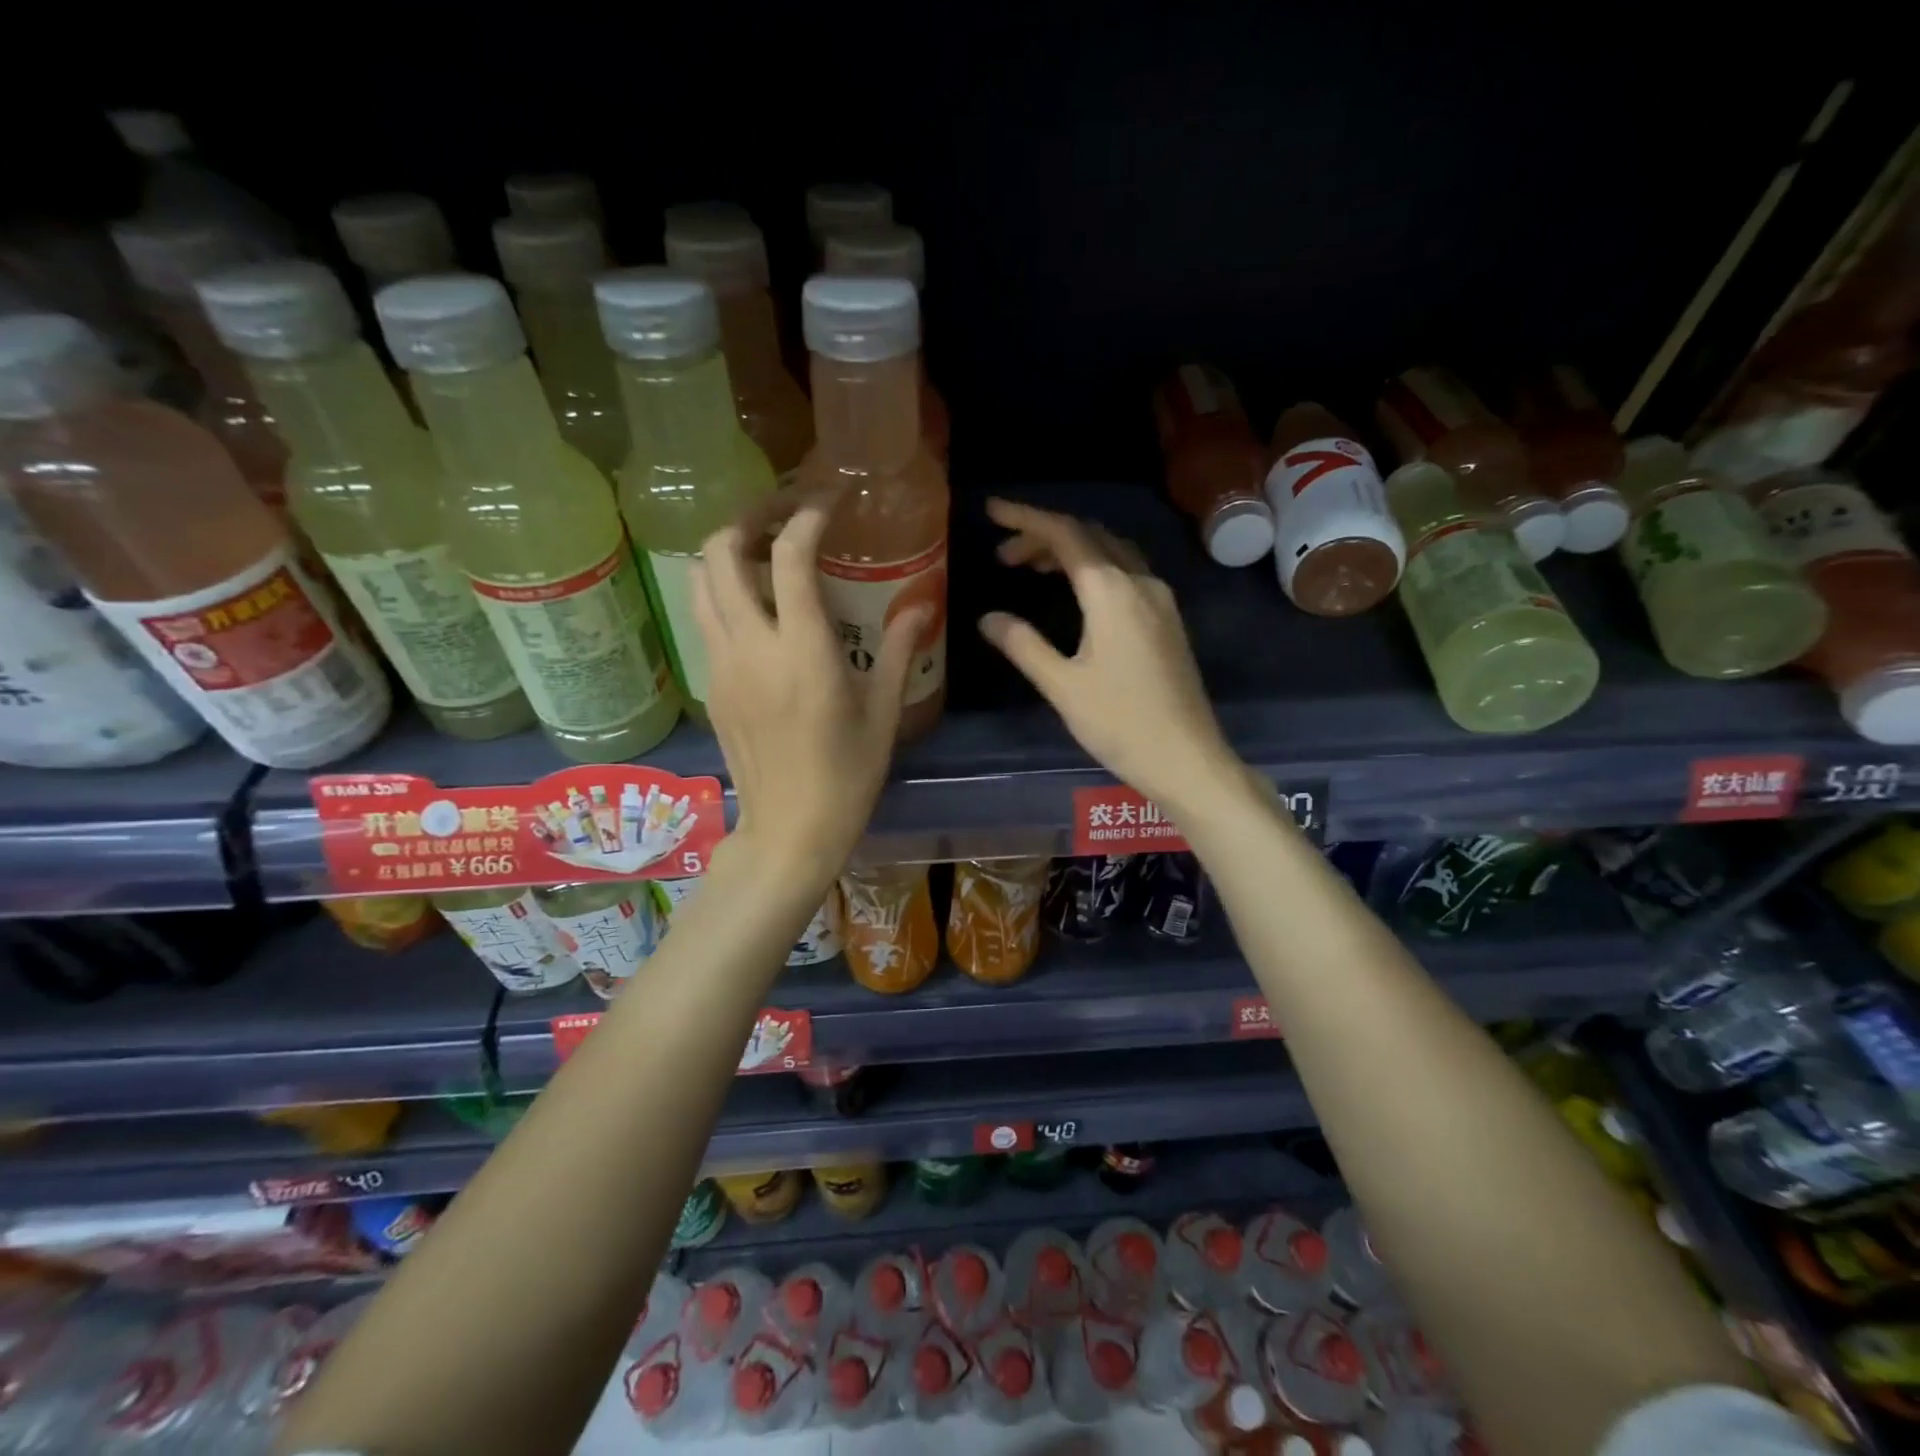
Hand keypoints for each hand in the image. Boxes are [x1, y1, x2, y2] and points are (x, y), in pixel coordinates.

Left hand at [694, 490, 925, 877]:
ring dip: (727, 552)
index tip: (830, 502)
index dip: (807, 515)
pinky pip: (705, 618)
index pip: (790, 555)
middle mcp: (751, 647)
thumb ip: (898, 650)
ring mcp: (722, 665)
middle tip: (784, 515)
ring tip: (765, 553)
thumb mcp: (883, 711)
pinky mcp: (711, 685)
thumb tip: (918, 607)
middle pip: (720, 552)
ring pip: (700, 582)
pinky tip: (759, 607)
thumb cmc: (847, 774)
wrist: (789, 829)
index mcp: (802, 651)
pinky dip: (724, 592)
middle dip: (749, 518)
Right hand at [978, 499, 1243, 815]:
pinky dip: (1094, 569)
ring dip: (1071, 551)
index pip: (1065, 535)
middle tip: (1003, 555)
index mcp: (1111, 591)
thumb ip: (1023, 645)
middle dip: (1044, 536)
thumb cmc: (1120, 723)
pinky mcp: (1168, 620)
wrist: (1187, 758)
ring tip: (1030, 569)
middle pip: (1089, 537)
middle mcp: (1140, 583)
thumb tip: (989, 617)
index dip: (1026, 518)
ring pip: (1111, 553)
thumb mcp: (1062, 685)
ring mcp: (1160, 600)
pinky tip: (1076, 593)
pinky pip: (1127, 573)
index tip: (992, 511)